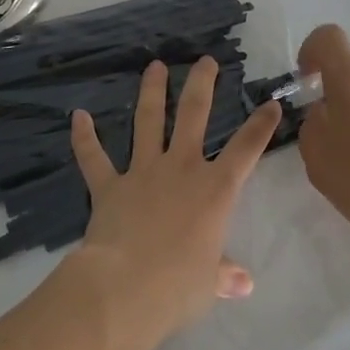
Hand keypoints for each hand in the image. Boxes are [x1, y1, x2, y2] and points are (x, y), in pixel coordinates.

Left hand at [65, 57, 281, 346]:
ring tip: (154, 66)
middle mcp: (181, 169)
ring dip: (151, 92)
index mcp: (215, 190)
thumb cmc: (178, 286)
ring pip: (147, 122)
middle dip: (201, 84)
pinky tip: (78, 116)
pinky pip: (94, 158)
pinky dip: (84, 138)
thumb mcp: (210, 283)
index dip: (261, 125)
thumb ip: (225, 275)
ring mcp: (142, 172)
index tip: (271, 104)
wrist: (125, 288)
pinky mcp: (108, 186)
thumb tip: (244, 284)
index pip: (246, 149)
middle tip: (204, 61)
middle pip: (193, 115)